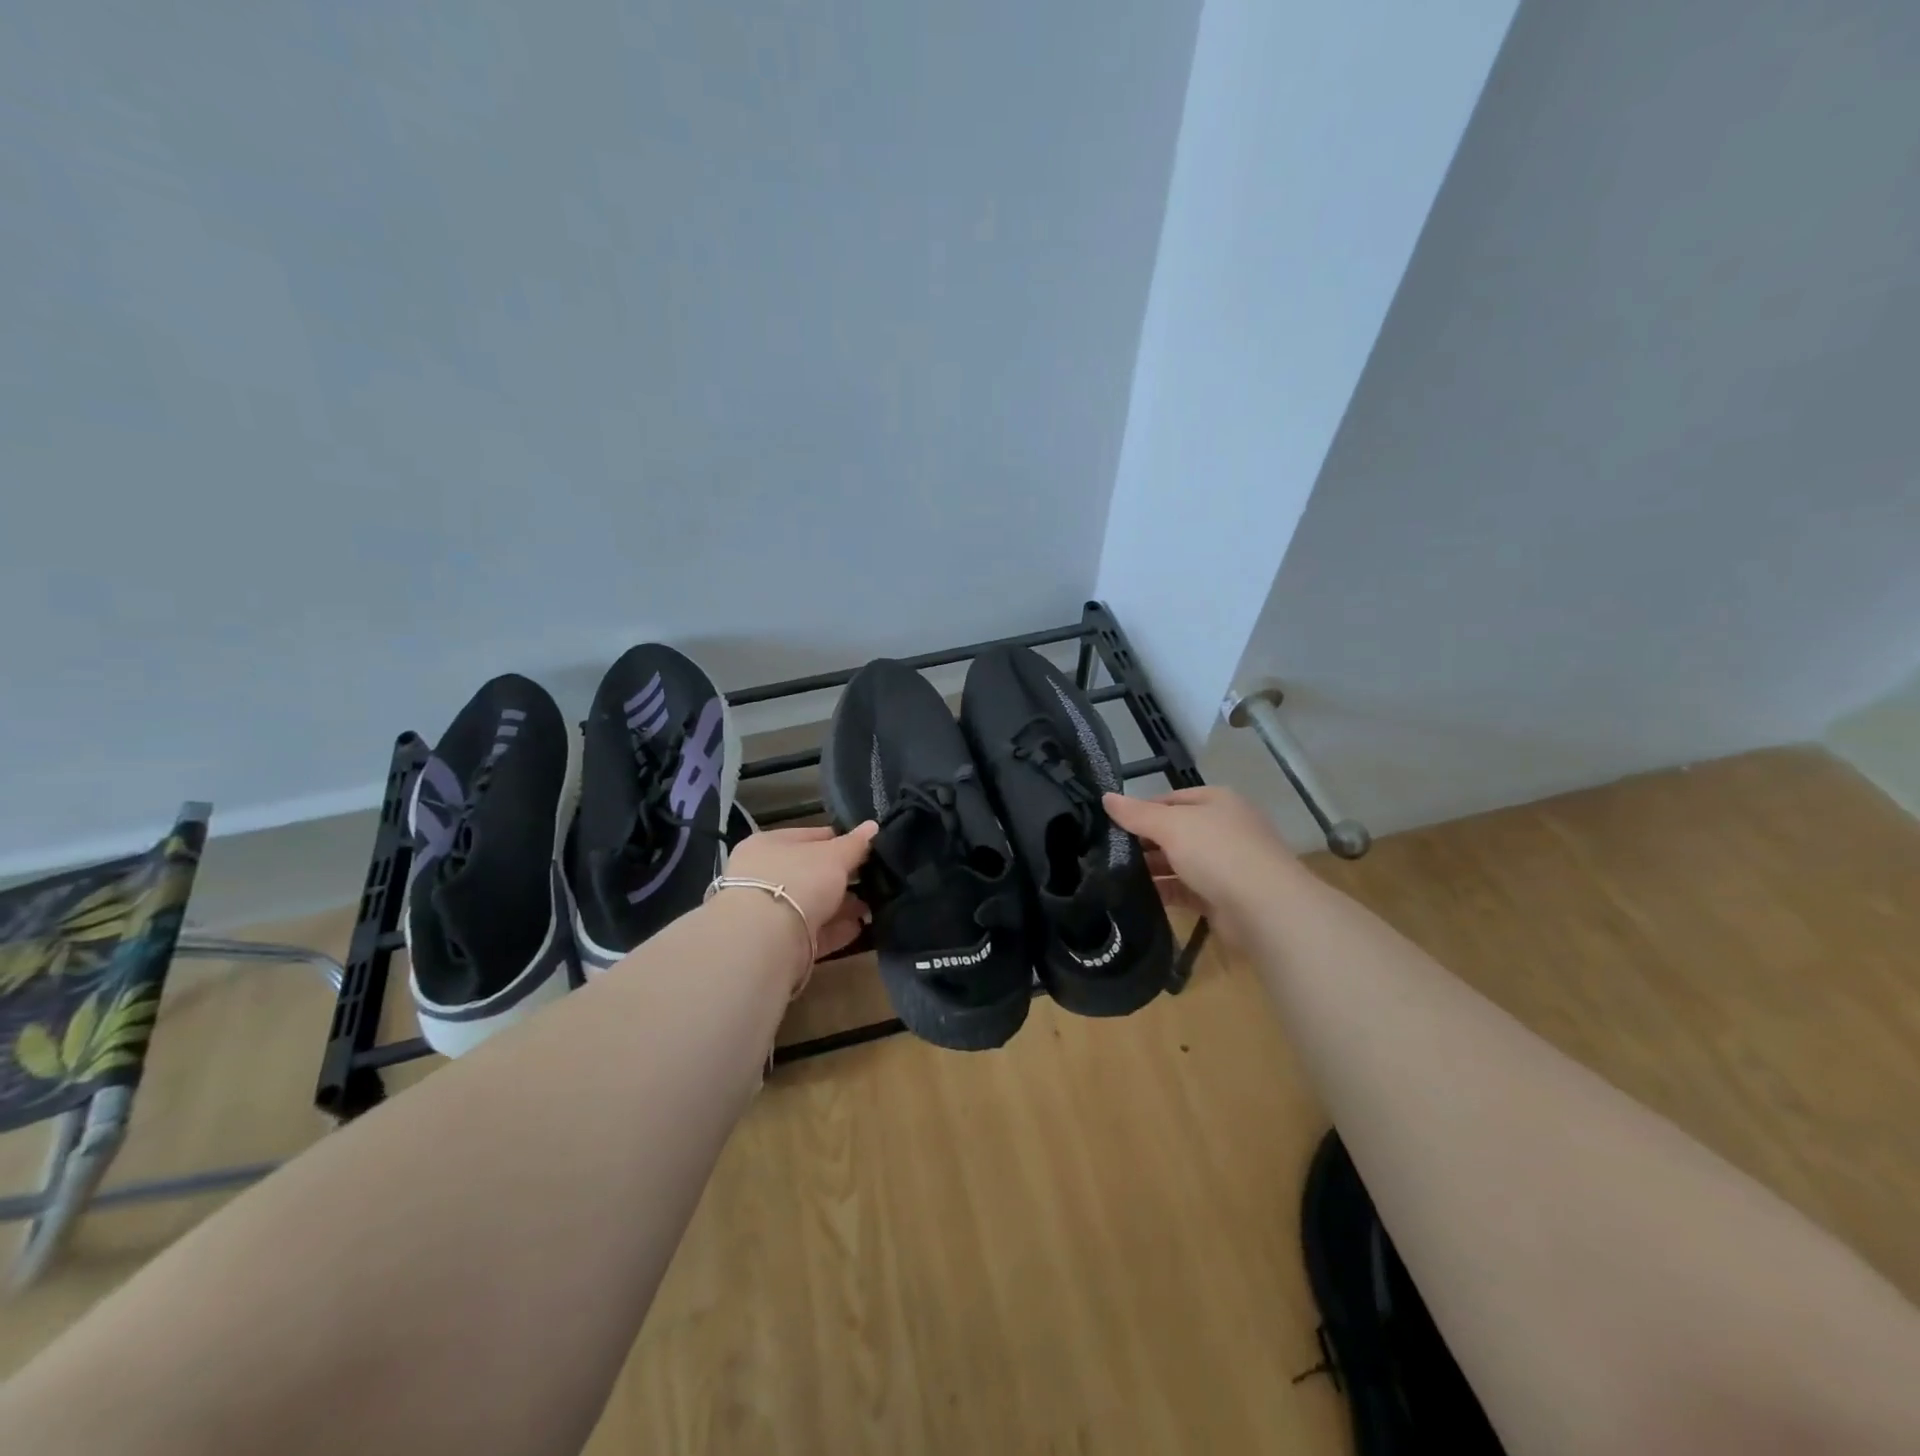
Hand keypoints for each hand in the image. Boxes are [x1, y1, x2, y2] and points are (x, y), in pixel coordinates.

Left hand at [723, 822, 877, 963]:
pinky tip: (860, 927)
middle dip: (842, 877)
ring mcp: (769, 912)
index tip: (866, 847)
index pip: (808, 836)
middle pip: (810, 873)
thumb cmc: (797, 880)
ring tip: (872, 905)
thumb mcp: (833, 855)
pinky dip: (836, 930)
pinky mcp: (779, 944)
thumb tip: (873, 825)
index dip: (838, 840)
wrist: (765, 940)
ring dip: (842, 905)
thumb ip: (855, 843)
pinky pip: (813, 932)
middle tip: (873, 878)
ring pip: (813, 904)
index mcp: (767, 846)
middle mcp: (763, 877)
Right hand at [1103, 787, 1296, 942]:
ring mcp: (1225, 864)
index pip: (1170, 799)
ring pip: (1179, 862)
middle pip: (1174, 830)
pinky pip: (1185, 889)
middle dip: (1143, 841)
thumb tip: (1106, 797)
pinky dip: (1163, 891)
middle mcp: (1223, 828)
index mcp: (1217, 801)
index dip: (1140, 809)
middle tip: (1106, 852)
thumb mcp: (1172, 825)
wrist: (1266, 909)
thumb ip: (1137, 813)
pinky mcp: (1222, 896)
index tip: (1109, 823)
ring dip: (1151, 868)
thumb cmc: (1218, 852)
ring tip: (1113, 875)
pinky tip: (1135, 897)